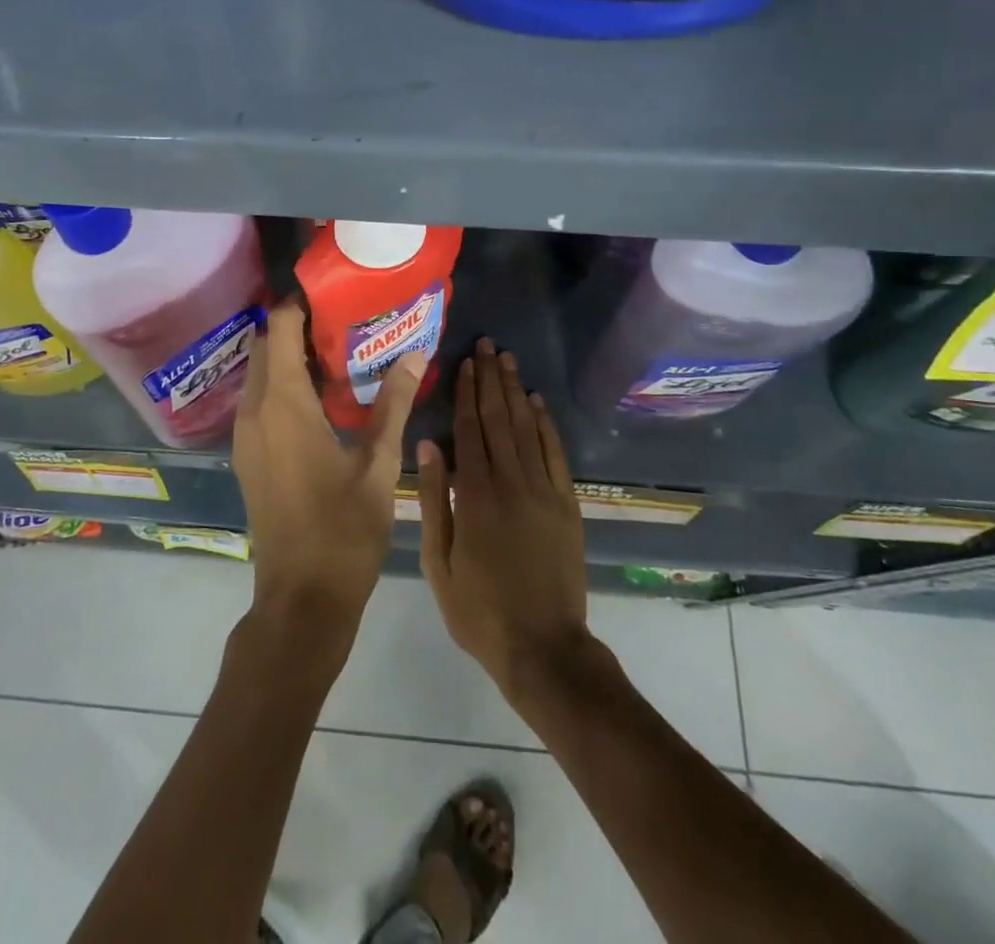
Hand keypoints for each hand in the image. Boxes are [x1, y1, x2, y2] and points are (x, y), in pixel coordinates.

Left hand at [230, 302, 425, 660]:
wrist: (302, 598)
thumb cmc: (344, 529)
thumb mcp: (379, 464)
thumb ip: (395, 404)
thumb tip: (417, 354)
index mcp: (284, 404)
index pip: (282, 328)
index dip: (301, 303)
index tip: (334, 293)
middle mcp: (255, 410)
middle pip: (267, 346)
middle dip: (297, 325)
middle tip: (344, 321)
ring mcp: (245, 435)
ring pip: (260, 373)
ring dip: (289, 355)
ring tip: (337, 352)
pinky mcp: (247, 454)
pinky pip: (259, 399)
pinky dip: (282, 384)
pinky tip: (321, 396)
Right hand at [418, 339, 589, 702]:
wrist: (543, 649)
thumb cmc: (479, 610)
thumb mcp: (439, 562)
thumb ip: (433, 500)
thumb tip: (427, 445)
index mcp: (474, 496)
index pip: (469, 430)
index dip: (466, 392)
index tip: (464, 361)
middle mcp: (510, 482)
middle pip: (499, 419)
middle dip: (491, 379)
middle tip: (489, 345)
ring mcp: (544, 491)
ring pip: (527, 428)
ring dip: (516, 391)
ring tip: (508, 360)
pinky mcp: (567, 504)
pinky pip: (556, 454)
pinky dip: (547, 424)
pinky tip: (538, 402)